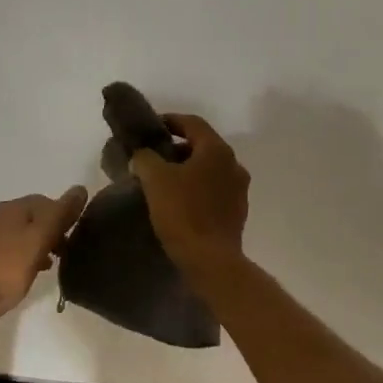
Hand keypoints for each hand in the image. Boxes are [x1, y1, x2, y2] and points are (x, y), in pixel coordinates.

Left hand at [0, 187, 89, 330]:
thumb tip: (80, 188)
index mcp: (10, 208)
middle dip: (47, 231)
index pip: (45, 201)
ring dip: (32, 244)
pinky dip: (15, 256)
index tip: (74, 238)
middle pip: (28, 216)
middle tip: (62, 254)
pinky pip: (0, 249)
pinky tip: (19, 273)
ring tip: (45, 266)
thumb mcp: (38, 242)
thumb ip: (59, 215)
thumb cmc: (4, 270)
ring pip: (14, 233)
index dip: (63, 216)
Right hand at [129, 113, 249, 273]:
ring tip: (162, 182)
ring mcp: (238, 190)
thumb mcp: (155, 179)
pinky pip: (213, 191)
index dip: (170, 120)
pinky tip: (178, 202)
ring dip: (186, 171)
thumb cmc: (183, 213)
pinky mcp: (236, 213)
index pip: (192, 123)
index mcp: (217, 151)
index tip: (151, 128)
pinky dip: (196, 190)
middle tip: (152, 157)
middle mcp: (234, 165)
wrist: (210, 261)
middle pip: (202, 146)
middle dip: (176, 149)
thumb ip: (145, 158)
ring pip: (208, 170)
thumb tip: (143, 155)